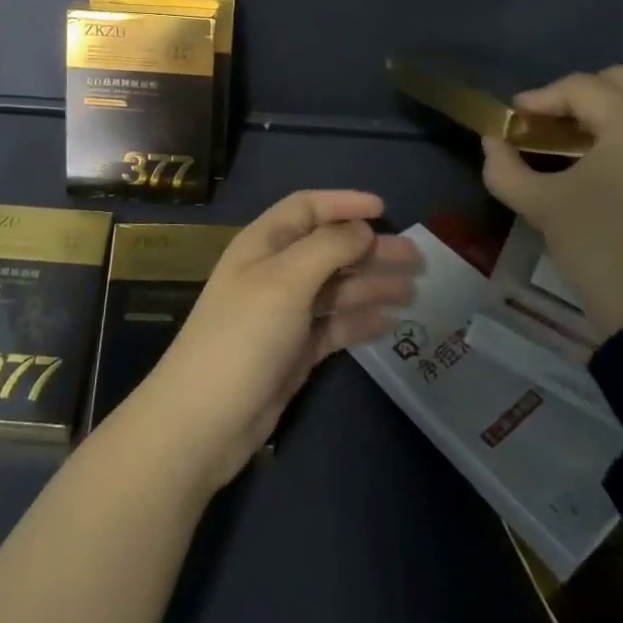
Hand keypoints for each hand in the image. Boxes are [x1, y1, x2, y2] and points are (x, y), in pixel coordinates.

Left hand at [116, 190, 421, 492]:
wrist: (206, 420)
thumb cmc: (243, 335)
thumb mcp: (285, 280)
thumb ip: (328, 248)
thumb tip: (363, 227)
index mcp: (264, 244)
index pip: (307, 208)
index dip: (344, 203)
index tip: (384, 208)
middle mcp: (275, 272)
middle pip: (329, 249)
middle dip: (371, 250)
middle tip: (417, 259)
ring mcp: (285, 313)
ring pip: (336, 289)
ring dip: (372, 285)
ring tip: (414, 291)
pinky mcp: (295, 350)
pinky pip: (334, 325)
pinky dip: (360, 321)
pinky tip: (390, 322)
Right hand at [480, 66, 622, 337]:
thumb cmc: (603, 253)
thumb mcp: (541, 208)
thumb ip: (506, 168)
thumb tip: (492, 141)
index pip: (580, 88)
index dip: (540, 97)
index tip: (514, 119)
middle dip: (580, 95)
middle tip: (550, 125)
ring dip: (619, 106)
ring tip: (588, 136)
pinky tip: (618, 158)